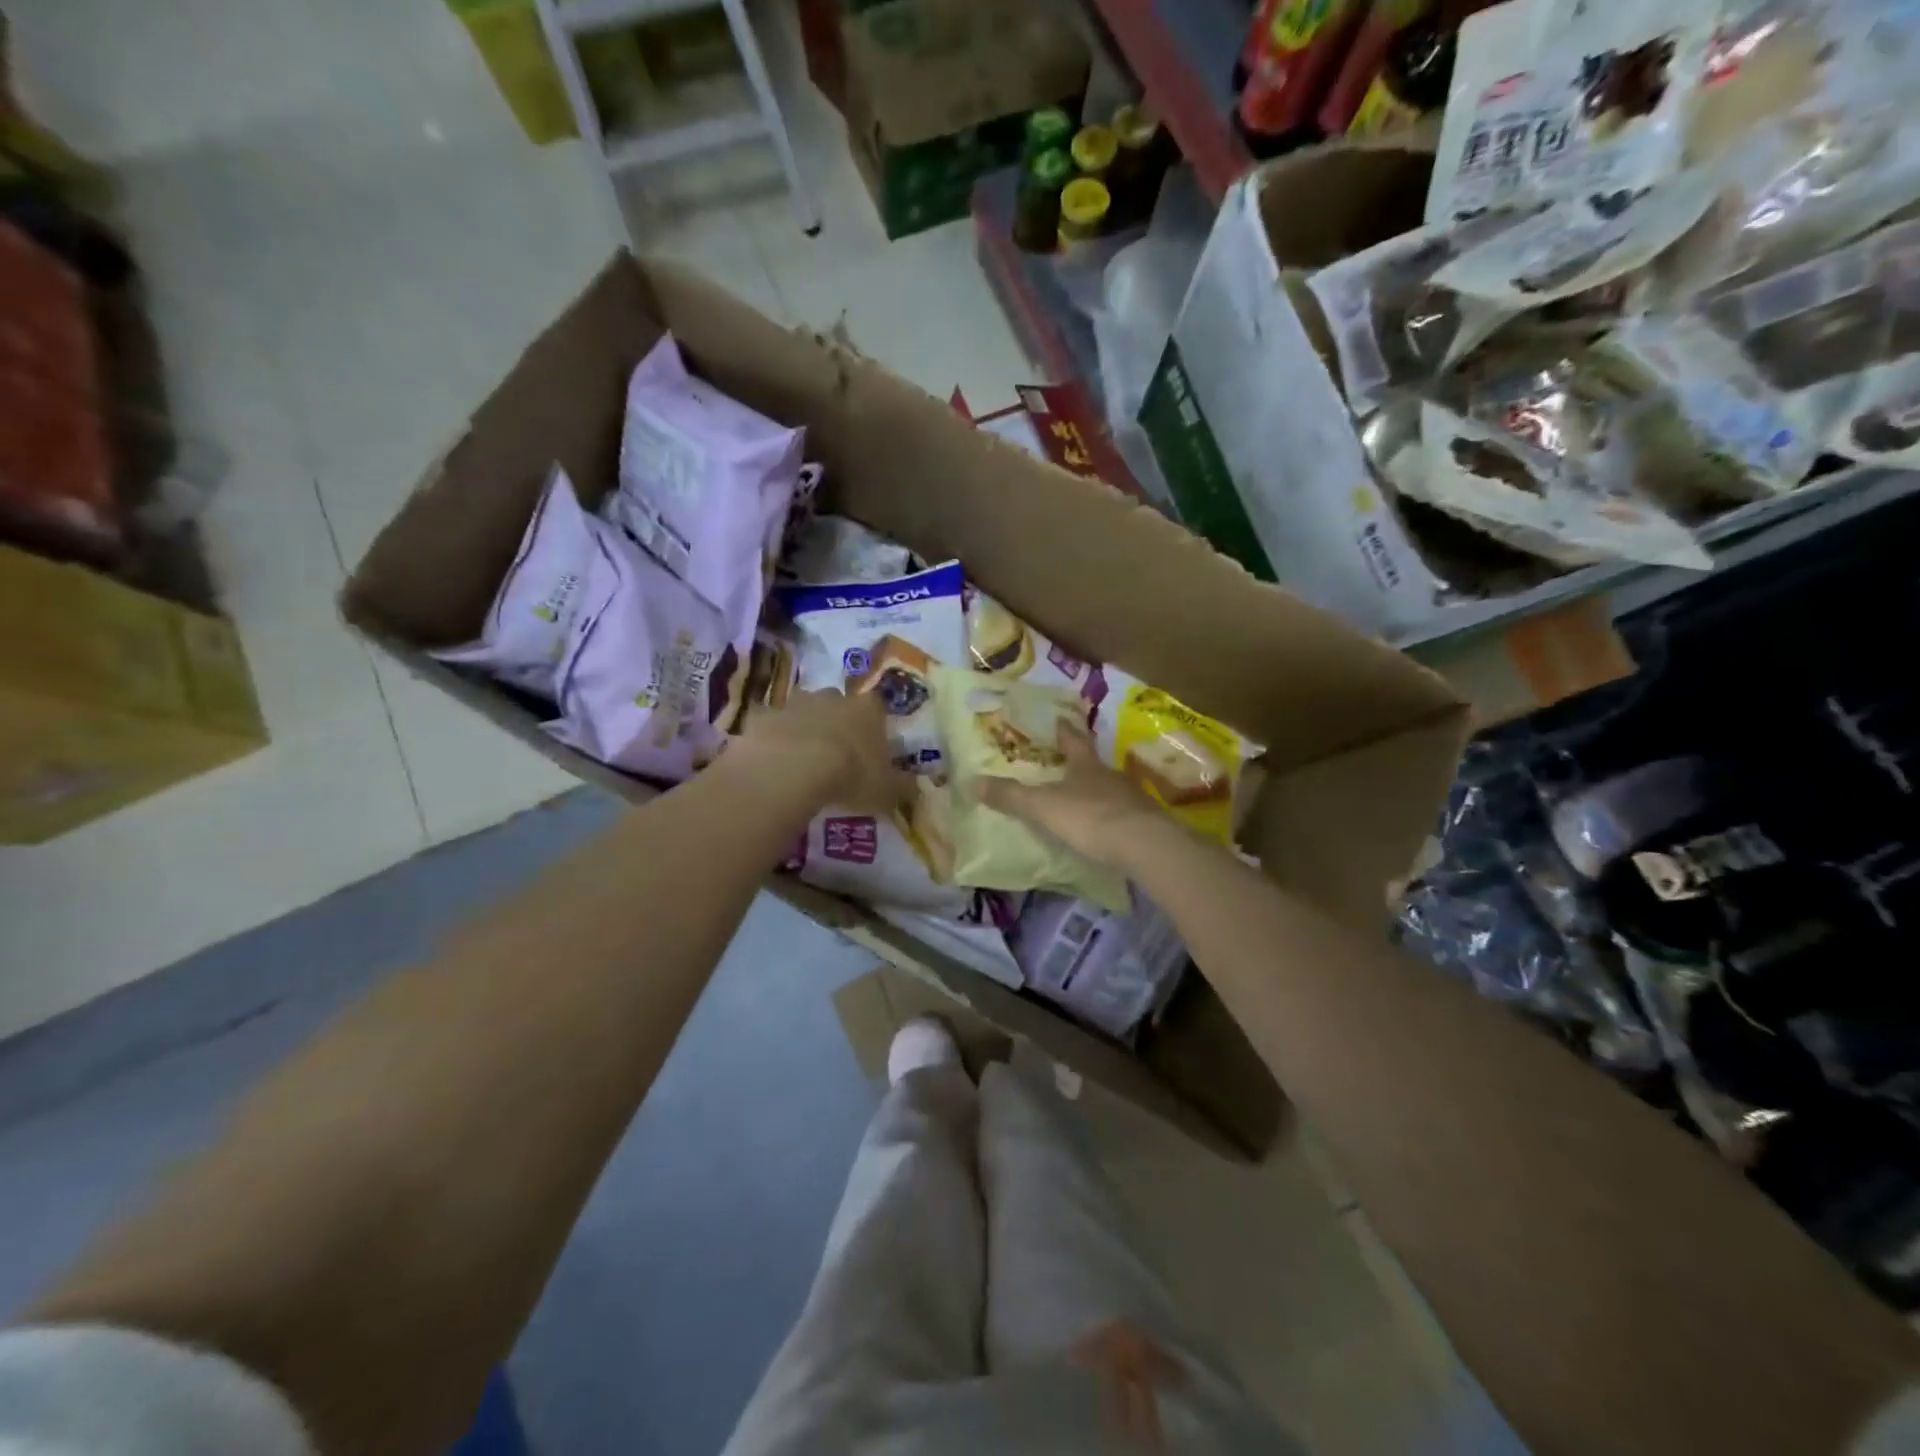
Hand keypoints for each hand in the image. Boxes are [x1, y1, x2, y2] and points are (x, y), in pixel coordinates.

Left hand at [734, 689, 912, 815]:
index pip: (877, 708)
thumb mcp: (886, 790)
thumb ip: (903, 787)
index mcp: (867, 710)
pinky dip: (772, 737)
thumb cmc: (850, 775)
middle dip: (837, 722)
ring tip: (802, 756)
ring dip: (804, 726)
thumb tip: (916, 787)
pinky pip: (770, 724)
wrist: (791, 769)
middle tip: (836, 752)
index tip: (871, 746)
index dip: (874, 726)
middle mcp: (833, 698)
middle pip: (838, 703)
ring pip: (803, 709)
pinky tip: (772, 760)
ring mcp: (795, 703)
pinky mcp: (762, 716)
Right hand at [979, 730, 1166, 871]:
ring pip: (1109, 789)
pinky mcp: (1145, 823)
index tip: (1059, 719)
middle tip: (1065, 763)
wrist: (1145, 846)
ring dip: (1096, 791)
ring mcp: (1131, 799)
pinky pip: (1122, 814)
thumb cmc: (1090, 818)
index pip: (1073, 740)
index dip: (1064, 730)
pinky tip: (1103, 828)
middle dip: (1079, 763)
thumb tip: (972, 781)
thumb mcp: (1042, 807)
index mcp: (1085, 765)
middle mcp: (1110, 776)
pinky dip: (1110, 817)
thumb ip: (1011, 796)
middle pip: (1092, 764)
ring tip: (1082, 798)